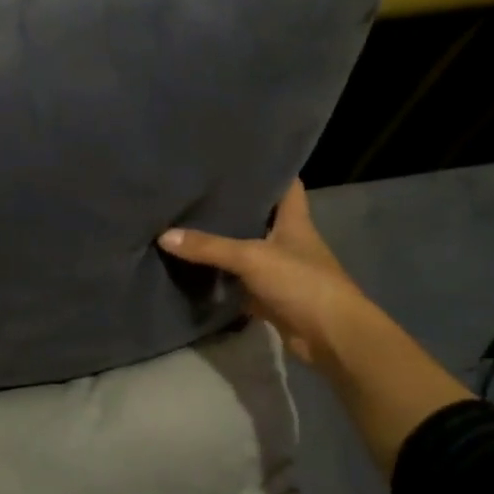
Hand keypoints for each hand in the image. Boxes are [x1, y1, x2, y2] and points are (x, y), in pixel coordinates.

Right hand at [158, 181, 360, 371]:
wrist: (330, 336)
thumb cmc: (301, 282)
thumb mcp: (252, 257)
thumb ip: (209, 246)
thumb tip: (163, 235)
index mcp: (294, 220)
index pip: (285, 184)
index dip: (268, 169)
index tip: (238, 158)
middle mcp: (288, 240)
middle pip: (260, 216)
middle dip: (234, 205)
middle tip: (198, 190)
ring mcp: (279, 270)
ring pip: (247, 249)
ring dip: (225, 242)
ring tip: (187, 222)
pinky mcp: (269, 296)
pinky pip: (239, 282)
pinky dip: (222, 277)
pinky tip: (195, 267)